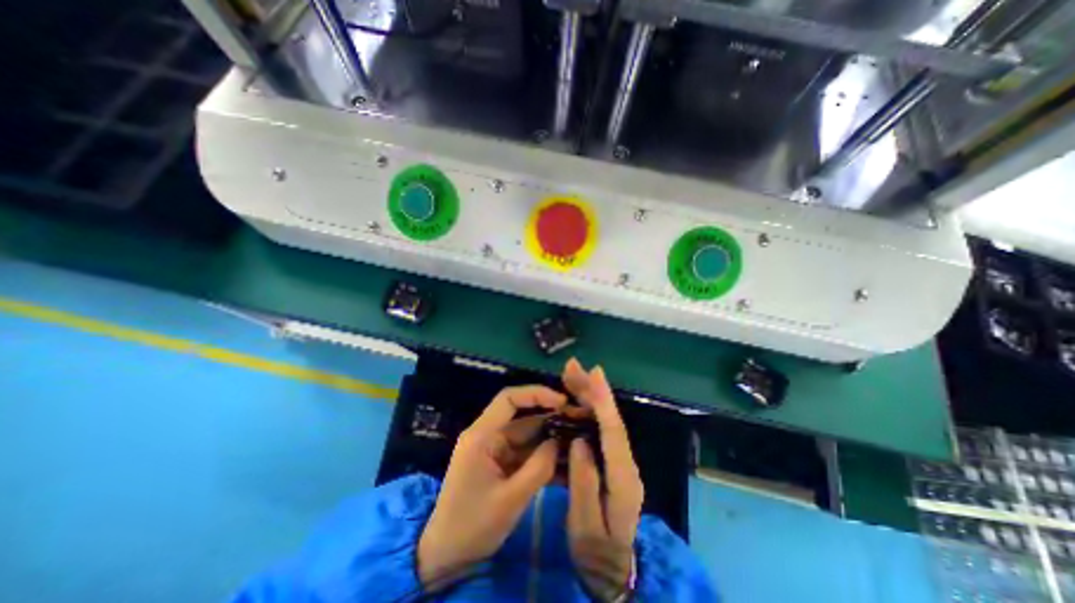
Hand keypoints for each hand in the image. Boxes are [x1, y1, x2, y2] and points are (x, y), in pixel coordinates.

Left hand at [414, 387, 564, 588]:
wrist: (446, 557)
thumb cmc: (471, 526)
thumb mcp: (510, 499)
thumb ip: (538, 467)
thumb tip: (560, 442)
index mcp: (482, 435)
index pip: (509, 399)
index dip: (536, 394)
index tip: (563, 402)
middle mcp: (489, 435)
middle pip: (524, 419)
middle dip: (553, 421)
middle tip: (582, 426)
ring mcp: (495, 450)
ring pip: (529, 437)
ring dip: (552, 441)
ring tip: (580, 445)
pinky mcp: (501, 463)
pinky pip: (526, 454)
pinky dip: (544, 457)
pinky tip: (566, 465)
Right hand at [565, 359, 640, 597]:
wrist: (611, 571)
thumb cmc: (596, 552)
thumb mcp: (585, 525)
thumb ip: (584, 482)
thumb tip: (579, 441)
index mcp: (622, 477)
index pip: (613, 432)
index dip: (603, 400)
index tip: (595, 373)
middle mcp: (625, 463)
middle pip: (609, 419)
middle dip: (592, 390)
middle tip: (573, 367)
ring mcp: (619, 461)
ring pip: (604, 420)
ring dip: (588, 396)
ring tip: (570, 376)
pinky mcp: (610, 460)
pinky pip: (598, 429)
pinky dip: (586, 411)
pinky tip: (573, 401)